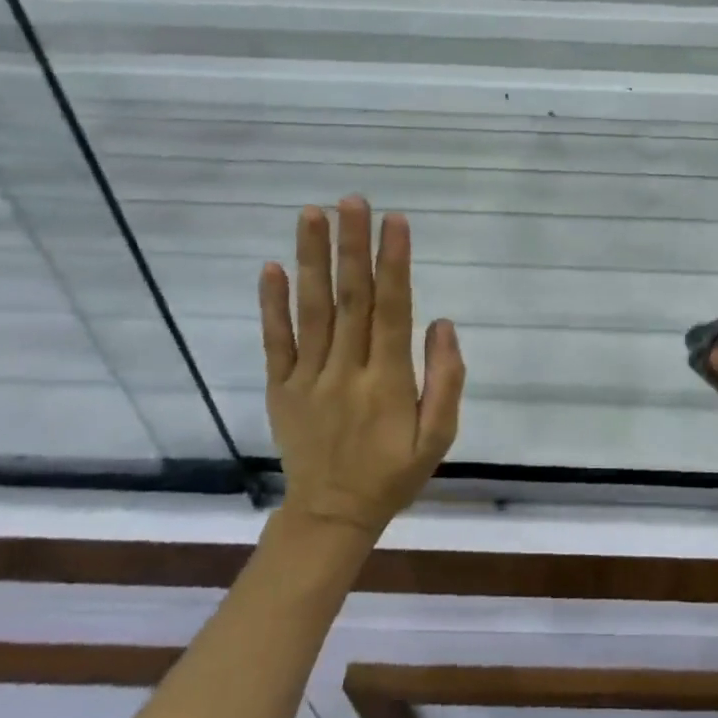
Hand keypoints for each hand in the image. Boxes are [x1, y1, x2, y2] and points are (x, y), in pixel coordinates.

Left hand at [258, 197, 463, 541]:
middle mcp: (346, 371)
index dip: (394, 263)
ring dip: (312, 260)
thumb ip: (446, 379)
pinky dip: (272, 304)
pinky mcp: (281, 388)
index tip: (395, 221)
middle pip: (350, 299)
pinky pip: (275, 341)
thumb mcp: (439, 437)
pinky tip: (273, 268)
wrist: (331, 516)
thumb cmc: (394, 473)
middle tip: (352, 201)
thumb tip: (441, 323)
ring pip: (312, 311)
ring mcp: (307, 378)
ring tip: (312, 215)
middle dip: (352, 246)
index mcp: (387, 382)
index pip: (392, 310)